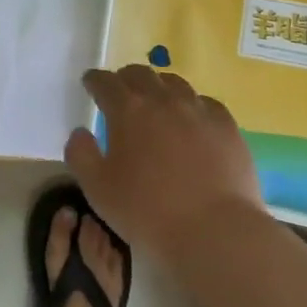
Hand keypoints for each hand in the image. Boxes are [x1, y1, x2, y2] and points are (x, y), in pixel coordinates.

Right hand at [65, 65, 266, 257]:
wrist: (216, 233)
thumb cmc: (148, 213)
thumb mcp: (97, 190)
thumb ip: (80, 155)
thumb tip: (80, 132)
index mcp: (127, 109)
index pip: (104, 82)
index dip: (94, 81)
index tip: (90, 84)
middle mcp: (161, 99)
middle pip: (139, 74)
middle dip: (125, 79)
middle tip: (121, 94)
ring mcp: (198, 110)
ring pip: (173, 82)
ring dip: (158, 88)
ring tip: (157, 103)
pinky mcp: (227, 126)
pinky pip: (205, 103)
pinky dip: (192, 106)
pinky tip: (193, 121)